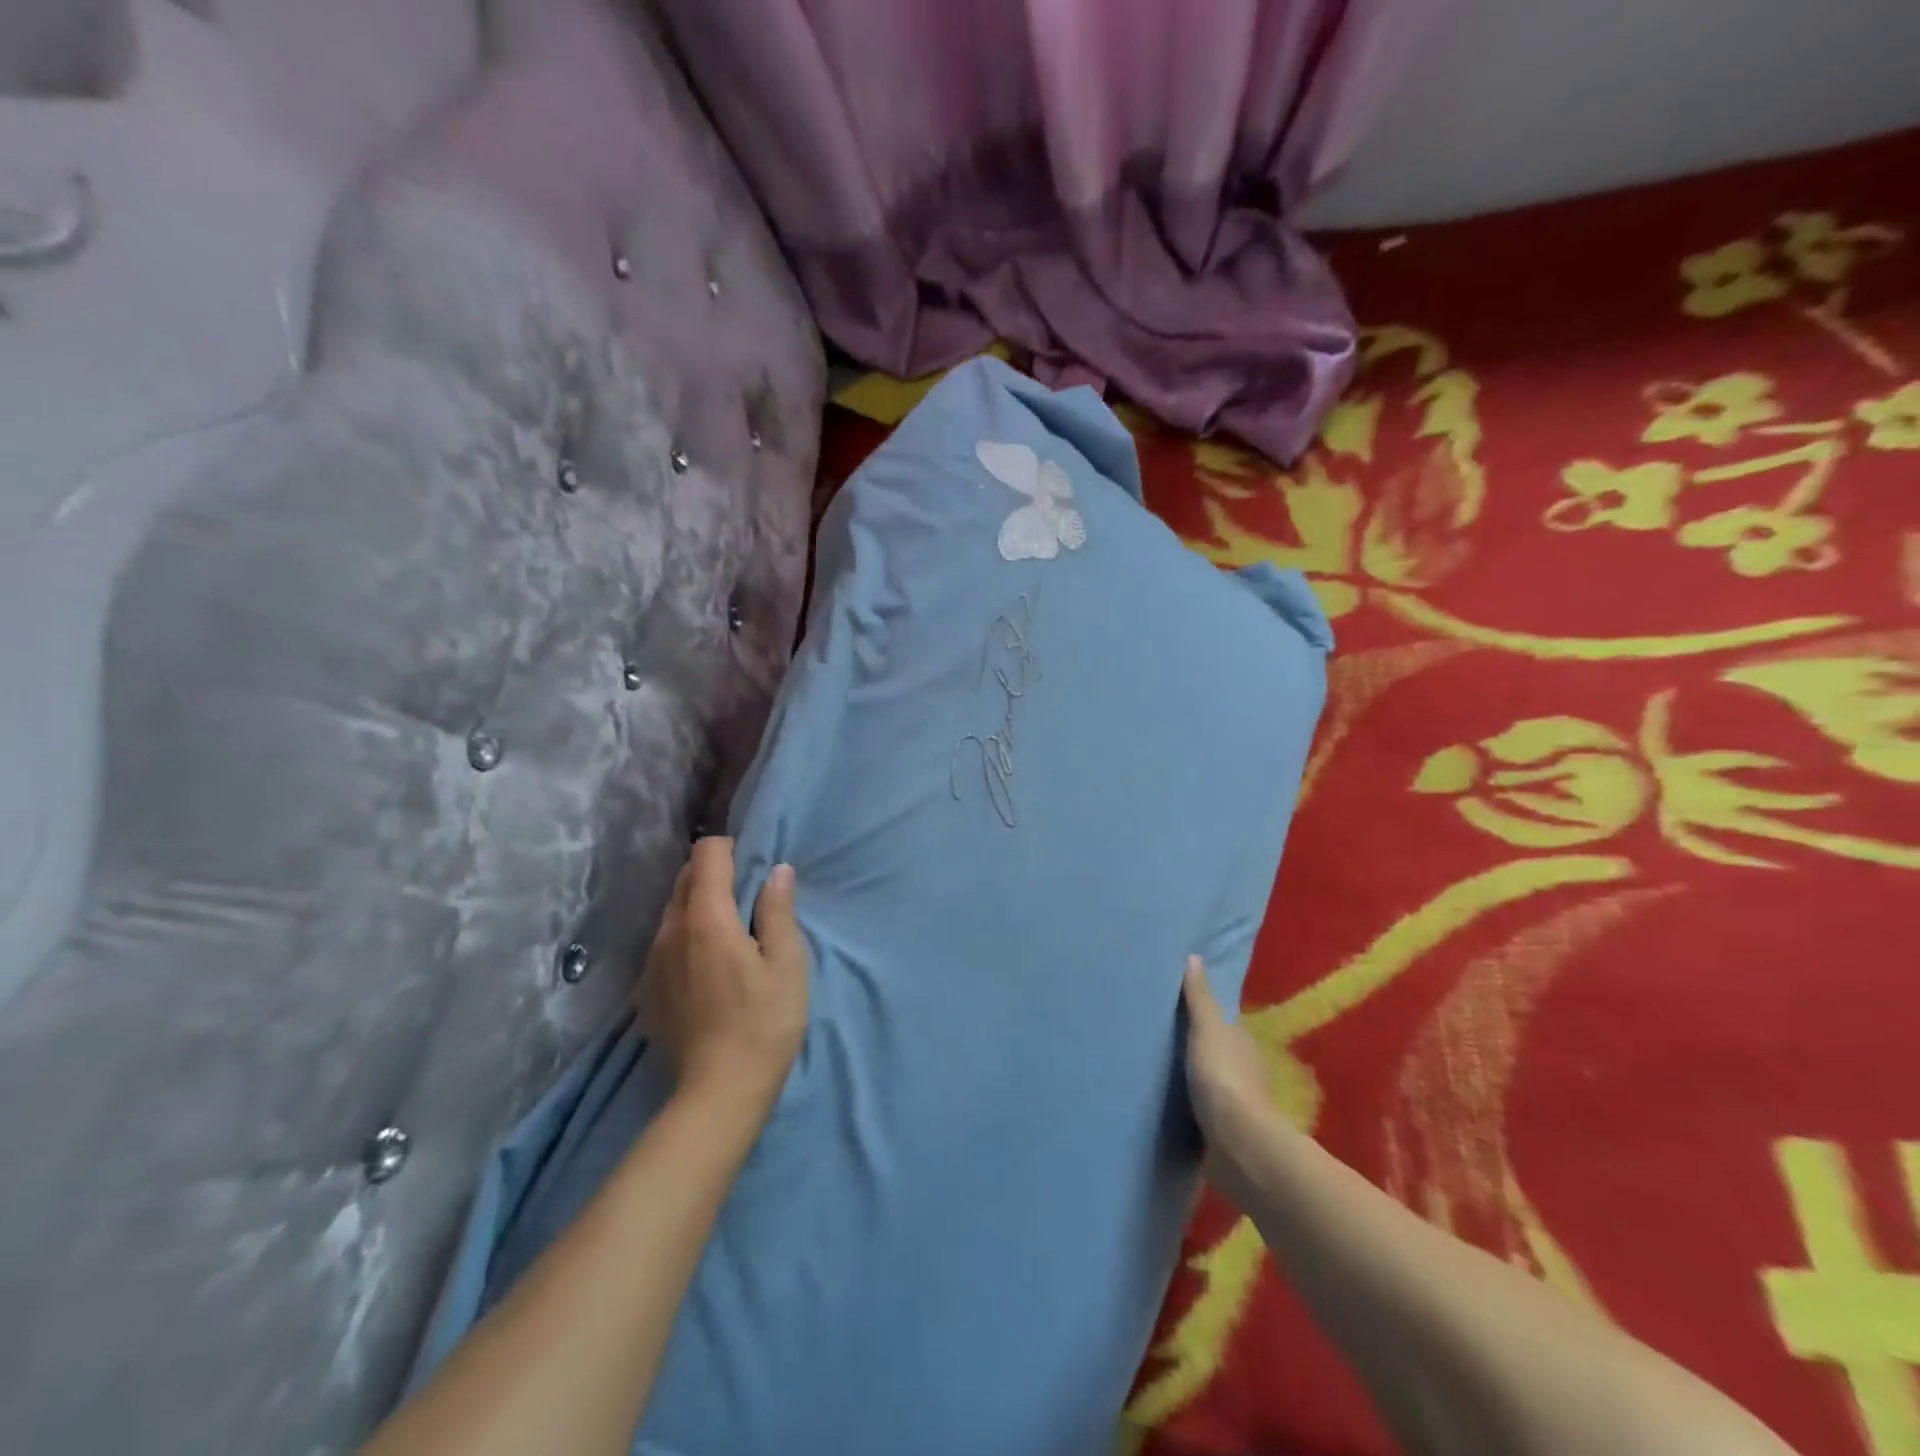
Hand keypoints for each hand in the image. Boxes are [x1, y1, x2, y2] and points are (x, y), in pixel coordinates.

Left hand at [634, 838, 808, 1109]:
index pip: (706, 855)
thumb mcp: (787, 964)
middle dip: (713, 874)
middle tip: (747, 896)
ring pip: (672, 911)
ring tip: (729, 931)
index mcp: (707, 919)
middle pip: (685, 879)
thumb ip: (778, 911)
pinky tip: (707, 966)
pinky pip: (664, 942)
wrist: (718, 1093)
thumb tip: (777, 871)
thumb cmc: (764, 1023)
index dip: (728, 848)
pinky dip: (685, 936)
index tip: (751, 864)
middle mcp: (670, 931)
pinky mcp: (646, 989)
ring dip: (698, 905)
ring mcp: (652, 961)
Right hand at [1182, 956, 1280, 1196]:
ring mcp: (1239, 1105)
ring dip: (1196, 1083)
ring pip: (1213, 1085)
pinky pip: (1206, 1114)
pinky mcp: (1227, 1134)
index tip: (1178, 1014)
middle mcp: (1247, 1071)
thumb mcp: (1207, 1028)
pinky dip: (1194, 1110)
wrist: (1238, 1144)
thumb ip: (1199, 997)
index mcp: (1244, 1043)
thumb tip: (1194, 956)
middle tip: (1163, 1044)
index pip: (1223, 1024)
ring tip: (1162, 1076)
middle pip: (1219, 1054)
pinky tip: (1172, 1109)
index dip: (1204, 1018)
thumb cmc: (1223, 1076)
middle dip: (1198, 1052)